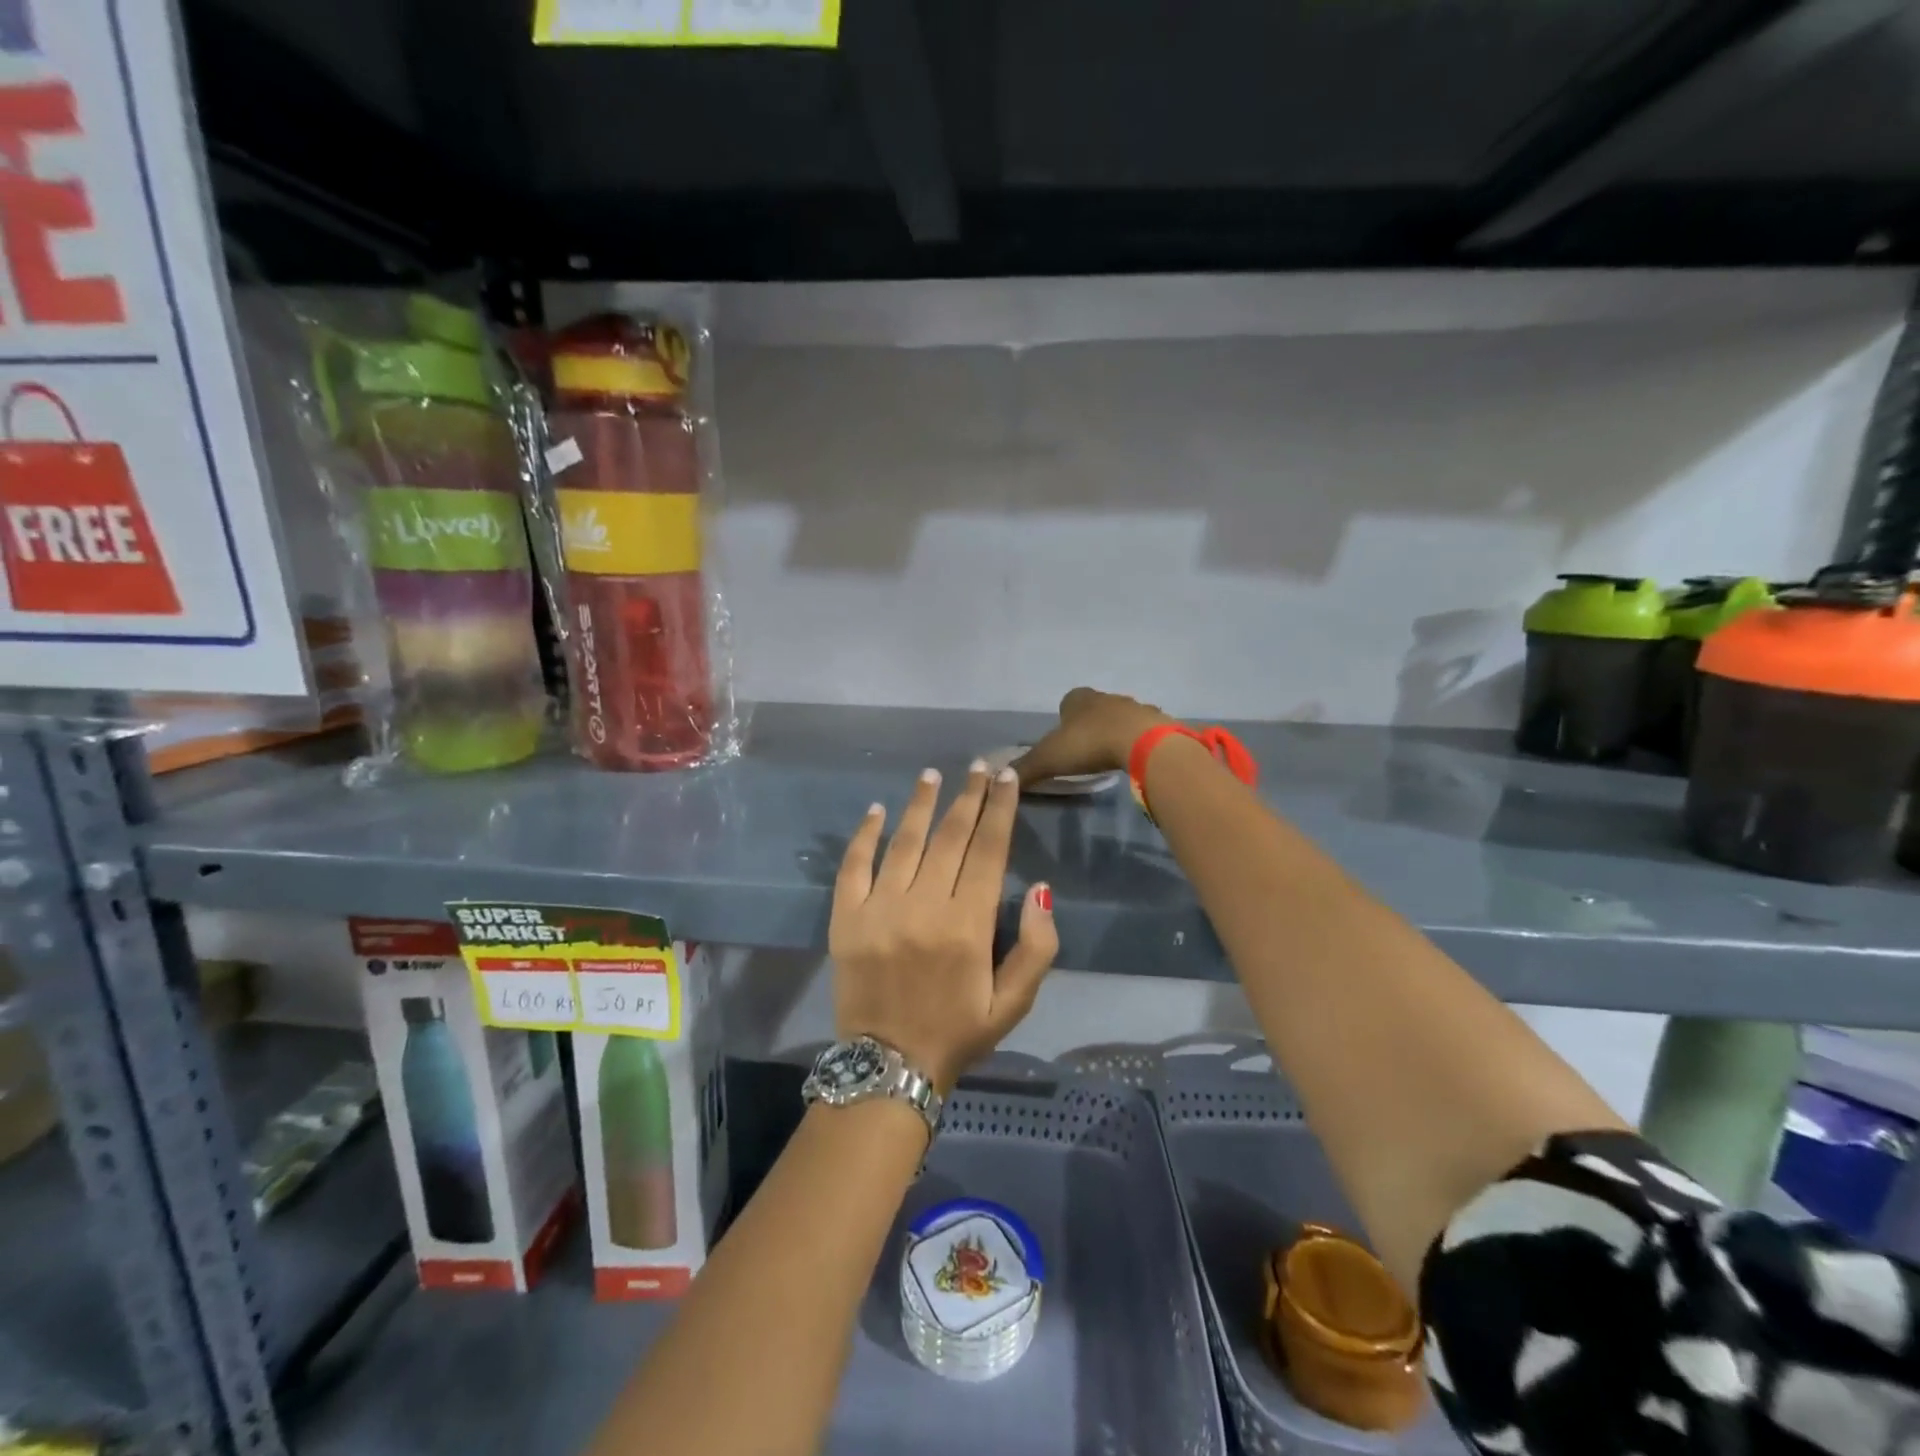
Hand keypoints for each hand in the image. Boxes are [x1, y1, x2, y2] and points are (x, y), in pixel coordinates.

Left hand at [830, 761, 1058, 1093]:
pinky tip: (877, 809)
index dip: (1000, 809)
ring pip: (904, 842)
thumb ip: (1037, 947)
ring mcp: (879, 909)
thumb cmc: (957, 1033)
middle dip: (969, 796)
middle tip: (980, 766)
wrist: (887, 1068)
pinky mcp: (845, 918)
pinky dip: (865, 835)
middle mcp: (923, 907)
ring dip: (921, 804)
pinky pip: (854, 866)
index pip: (989, 850)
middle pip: (951, 837)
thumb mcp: (1014, 1003)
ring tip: (933, 774)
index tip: (1007, 778)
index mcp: (968, 925)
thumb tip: (1041, 888)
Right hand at [1012, 687, 1173, 788]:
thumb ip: (1025, 768)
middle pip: (1095, 708)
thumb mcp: (1049, 759)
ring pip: (1121, 717)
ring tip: (1111, 755)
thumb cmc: (1089, 744)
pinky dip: (1139, 741)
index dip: (1064, 717)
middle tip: (1086, 750)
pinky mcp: (1156, 723)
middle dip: (1090, 724)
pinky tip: (1136, 758)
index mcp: (1079, 699)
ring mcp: (1134, 707)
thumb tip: (1002, 776)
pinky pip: (1144, 730)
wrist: (1141, 743)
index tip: (1063, 738)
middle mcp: (1106, 697)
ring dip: (1116, 731)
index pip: (1068, 701)